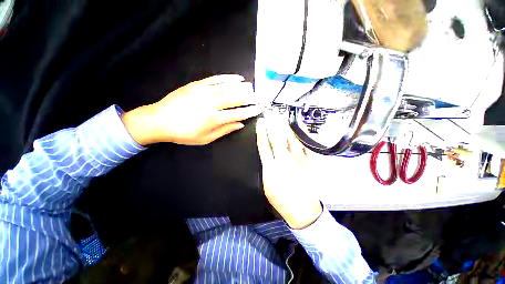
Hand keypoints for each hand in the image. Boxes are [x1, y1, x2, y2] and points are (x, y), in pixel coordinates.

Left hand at [122, 74, 262, 145]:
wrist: (158, 120)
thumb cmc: (183, 133)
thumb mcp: (205, 138)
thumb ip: (224, 130)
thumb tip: (240, 124)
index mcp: (214, 119)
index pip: (238, 113)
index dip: (250, 111)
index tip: (259, 108)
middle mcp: (211, 104)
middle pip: (235, 99)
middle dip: (249, 97)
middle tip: (258, 96)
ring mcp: (204, 92)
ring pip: (227, 87)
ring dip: (241, 87)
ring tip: (251, 87)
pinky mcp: (197, 85)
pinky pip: (215, 79)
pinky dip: (227, 78)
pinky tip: (236, 78)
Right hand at [256, 114, 322, 228]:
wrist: (302, 210)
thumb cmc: (282, 199)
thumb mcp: (267, 185)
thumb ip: (267, 167)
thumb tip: (267, 155)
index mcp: (271, 168)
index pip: (264, 145)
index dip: (262, 132)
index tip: (261, 122)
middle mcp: (284, 161)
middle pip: (277, 138)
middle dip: (273, 124)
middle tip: (271, 113)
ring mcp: (298, 161)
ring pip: (291, 139)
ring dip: (285, 127)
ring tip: (282, 117)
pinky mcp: (309, 164)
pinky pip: (305, 147)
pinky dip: (301, 137)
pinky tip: (298, 130)